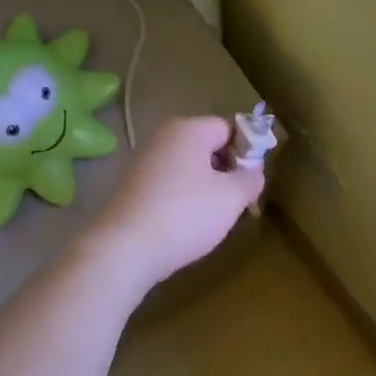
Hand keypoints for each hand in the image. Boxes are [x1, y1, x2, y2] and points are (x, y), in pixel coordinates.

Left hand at [85, 116, 264, 296]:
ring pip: (187, 167)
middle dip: (225, 171)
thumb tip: (253, 170)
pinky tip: (184, 225)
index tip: (252, 182)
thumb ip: (250, 179)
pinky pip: (168, 183)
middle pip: (206, 145)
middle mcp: (163, 136)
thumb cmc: (184, 214)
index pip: (229, 128)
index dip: (247, 151)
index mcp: (188, 129)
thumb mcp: (231, 198)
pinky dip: (181, 198)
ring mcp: (143, 160)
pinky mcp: (130, 185)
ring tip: (211, 218)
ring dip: (204, 187)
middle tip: (236, 203)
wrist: (122, 248)